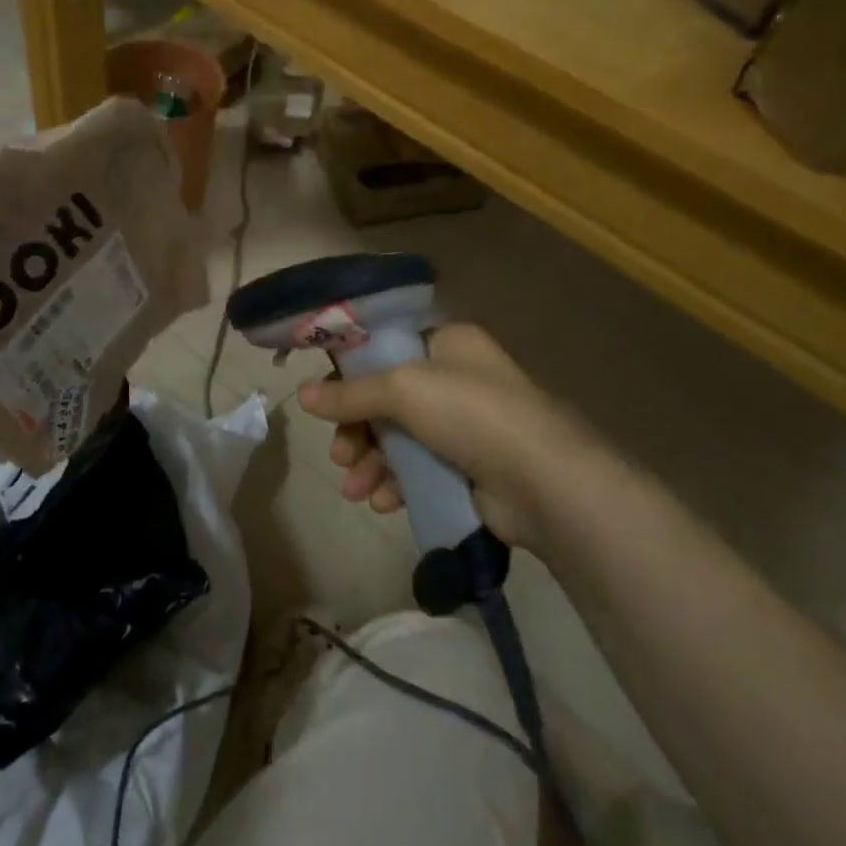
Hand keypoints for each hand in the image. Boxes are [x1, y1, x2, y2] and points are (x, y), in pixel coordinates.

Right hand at [297, 325, 619, 552]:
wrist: (544, 481)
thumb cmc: (470, 413)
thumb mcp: (402, 389)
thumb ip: (350, 393)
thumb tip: (302, 395)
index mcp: (449, 344)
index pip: (387, 351)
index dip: (352, 374)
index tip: (325, 401)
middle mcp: (458, 380)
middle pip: (388, 400)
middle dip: (358, 430)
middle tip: (339, 455)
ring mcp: (467, 427)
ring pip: (401, 439)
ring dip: (372, 463)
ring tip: (355, 489)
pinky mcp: (471, 470)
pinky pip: (421, 471)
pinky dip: (398, 484)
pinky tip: (384, 502)